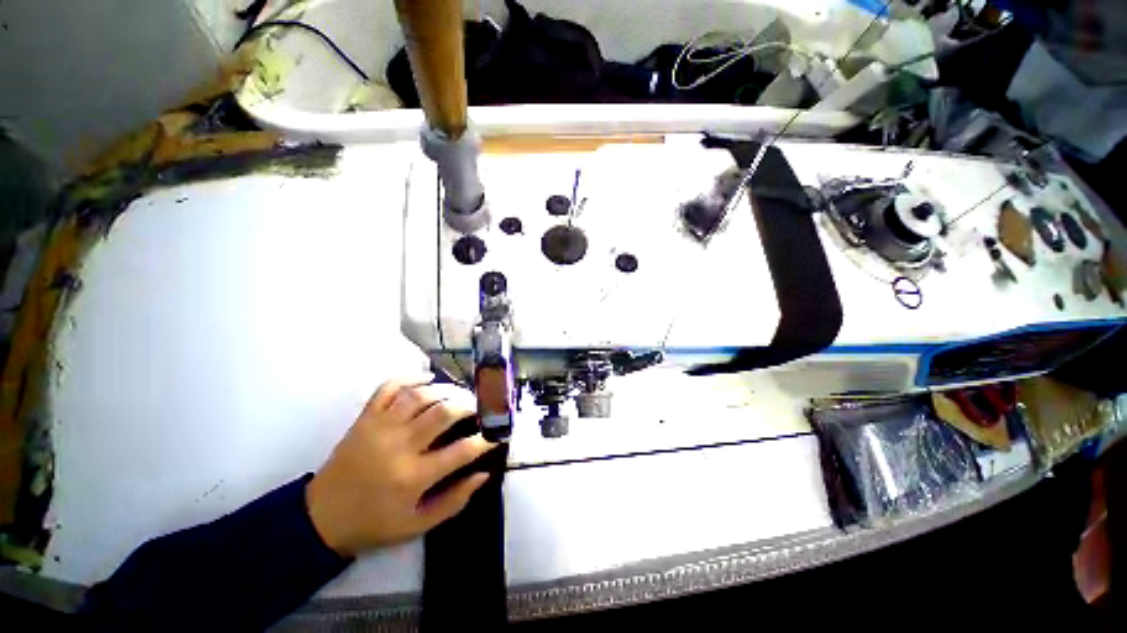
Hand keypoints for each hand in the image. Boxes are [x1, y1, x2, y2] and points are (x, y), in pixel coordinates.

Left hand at [306, 376, 495, 556]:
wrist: (321, 518)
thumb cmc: (374, 523)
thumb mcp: (417, 525)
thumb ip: (454, 501)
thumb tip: (483, 474)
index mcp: (413, 477)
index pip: (461, 451)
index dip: (485, 440)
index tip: (495, 435)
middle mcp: (399, 446)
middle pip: (443, 412)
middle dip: (468, 406)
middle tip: (479, 408)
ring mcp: (380, 428)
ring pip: (420, 395)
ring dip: (446, 390)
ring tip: (459, 394)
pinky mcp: (365, 418)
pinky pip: (389, 387)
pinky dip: (410, 377)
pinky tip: (427, 378)